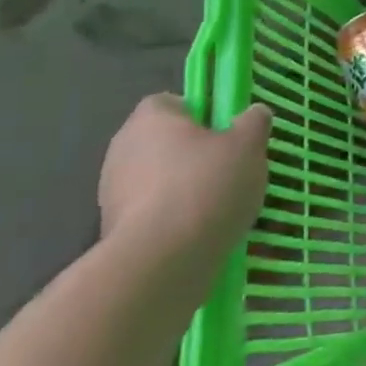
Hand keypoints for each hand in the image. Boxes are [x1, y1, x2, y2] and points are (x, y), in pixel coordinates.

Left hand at [98, 94, 268, 270]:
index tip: (226, 133)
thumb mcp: (248, 145)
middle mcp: (122, 149)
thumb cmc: (206, 185)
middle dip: (194, 155)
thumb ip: (253, 122)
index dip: (201, 114)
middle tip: (230, 169)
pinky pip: (152, 215)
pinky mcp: (113, 232)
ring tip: (220, 208)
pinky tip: (200, 234)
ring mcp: (112, 193)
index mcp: (150, 118)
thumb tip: (253, 113)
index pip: (173, 102)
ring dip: (184, 189)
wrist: (161, 262)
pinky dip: (173, 221)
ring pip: (159, 181)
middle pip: (165, 143)